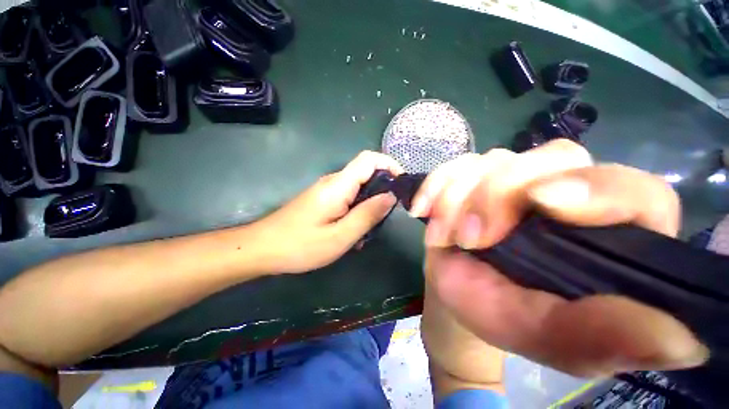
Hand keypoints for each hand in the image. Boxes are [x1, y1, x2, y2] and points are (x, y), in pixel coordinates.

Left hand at [252, 151, 402, 273]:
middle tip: (385, 218)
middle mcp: (333, 182)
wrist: (262, 249)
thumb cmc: (300, 245)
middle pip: (366, 174)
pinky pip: (348, 200)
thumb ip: (368, 215)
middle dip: (382, 192)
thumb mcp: (340, 236)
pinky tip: (353, 234)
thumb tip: (391, 196)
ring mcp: (327, 191)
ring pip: (358, 190)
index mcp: (338, 185)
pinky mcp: (323, 200)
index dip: (390, 165)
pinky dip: (357, 213)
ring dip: (369, 207)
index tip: (403, 185)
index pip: (369, 159)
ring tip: (367, 232)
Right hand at [415, 139, 707, 377]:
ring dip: (458, 196)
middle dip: (498, 195)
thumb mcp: (550, 339)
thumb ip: (606, 339)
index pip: (633, 191)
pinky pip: (454, 166)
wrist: (458, 295)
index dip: (597, 189)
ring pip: (493, 160)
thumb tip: (687, 342)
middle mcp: (564, 193)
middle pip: (551, 159)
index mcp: (605, 236)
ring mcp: (512, 180)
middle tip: (469, 238)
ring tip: (441, 234)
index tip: (542, 203)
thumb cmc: (504, 317)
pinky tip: (422, 210)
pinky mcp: (472, 179)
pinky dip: (435, 185)